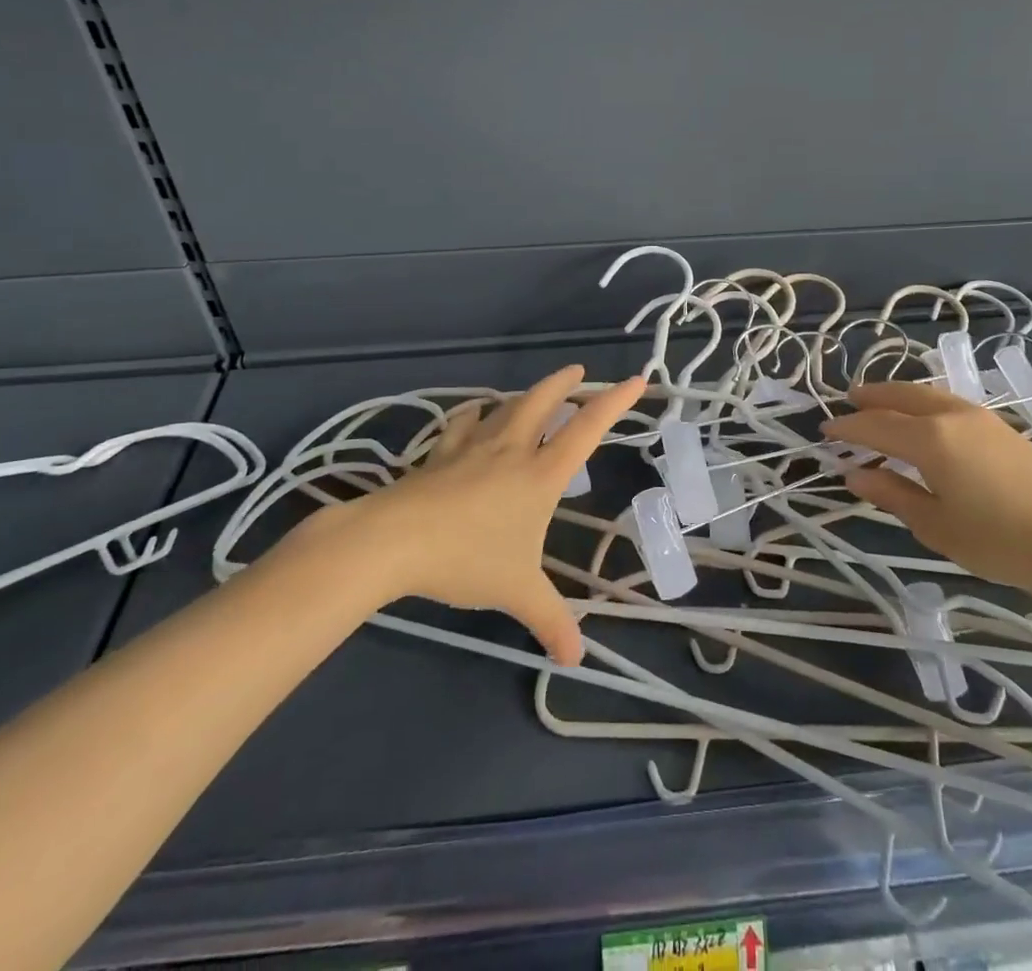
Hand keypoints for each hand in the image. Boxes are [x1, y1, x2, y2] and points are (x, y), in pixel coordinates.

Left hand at [335, 365, 644, 664]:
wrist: (395, 540)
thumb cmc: (467, 559)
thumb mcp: (516, 592)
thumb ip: (549, 620)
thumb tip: (576, 659)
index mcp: (540, 475)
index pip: (586, 429)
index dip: (614, 403)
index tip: (635, 380)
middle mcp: (511, 451)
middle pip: (543, 402)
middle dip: (564, 383)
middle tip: (578, 371)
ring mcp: (472, 448)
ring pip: (505, 408)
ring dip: (524, 396)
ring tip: (532, 394)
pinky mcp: (440, 455)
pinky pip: (461, 425)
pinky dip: (473, 415)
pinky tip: (472, 414)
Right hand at [820, 381, 1031, 599]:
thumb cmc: (1003, 540)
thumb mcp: (938, 527)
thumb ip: (893, 495)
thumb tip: (854, 475)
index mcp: (930, 439)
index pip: (875, 425)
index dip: (847, 427)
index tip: (824, 430)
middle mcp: (950, 415)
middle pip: (900, 396)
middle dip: (870, 397)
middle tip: (846, 402)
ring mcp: (979, 416)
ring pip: (925, 394)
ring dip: (896, 396)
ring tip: (878, 404)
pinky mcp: (999, 426)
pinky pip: (945, 401)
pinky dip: (921, 403)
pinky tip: (921, 418)